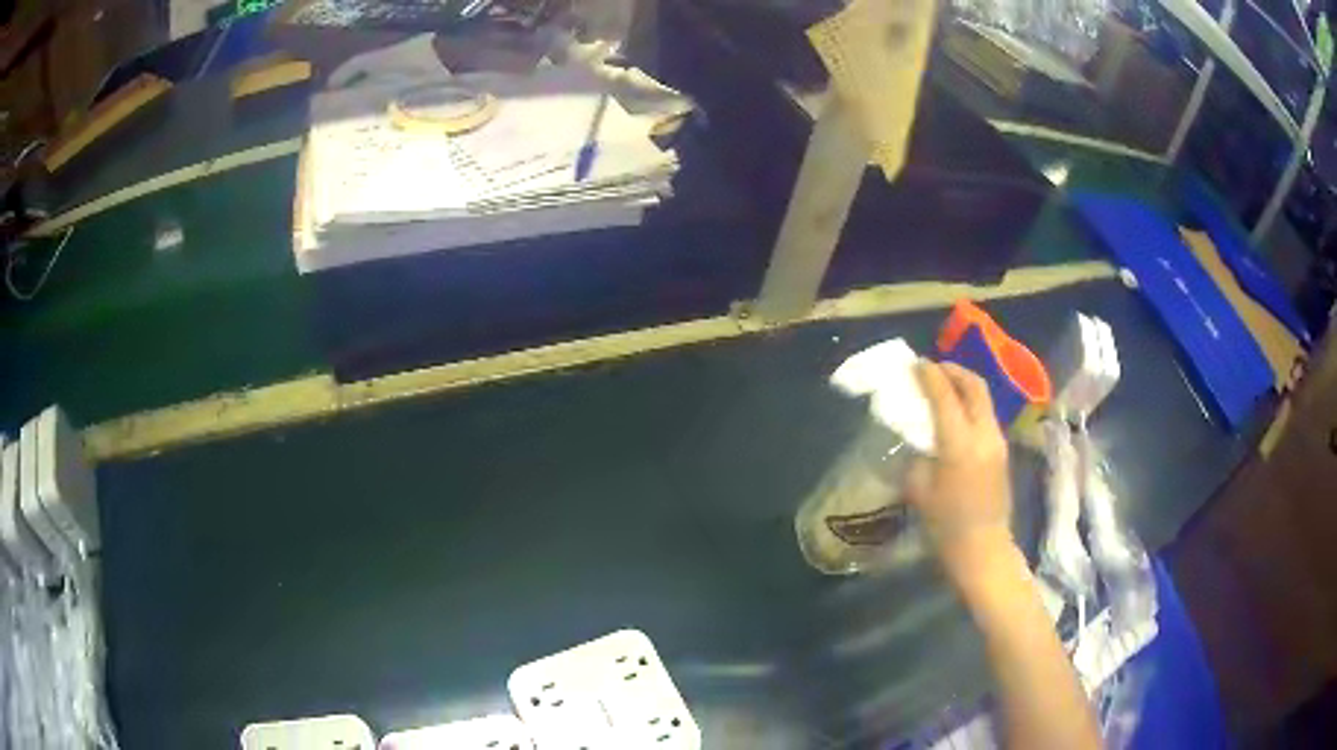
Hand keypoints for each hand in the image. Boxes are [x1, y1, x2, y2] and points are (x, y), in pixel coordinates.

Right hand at [907, 362, 1014, 571]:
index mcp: (959, 442)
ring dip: (964, 387)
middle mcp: (983, 434)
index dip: (929, 375)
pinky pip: (987, 416)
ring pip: (984, 399)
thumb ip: (918, 457)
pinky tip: (957, 416)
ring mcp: (997, 441)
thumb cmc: (945, 525)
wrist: (982, 549)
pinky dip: (971, 405)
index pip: (944, 394)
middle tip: (934, 369)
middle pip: (974, 385)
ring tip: (945, 389)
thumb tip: (920, 439)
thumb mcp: (919, 490)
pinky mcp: (1002, 452)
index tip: (915, 364)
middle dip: (953, 371)